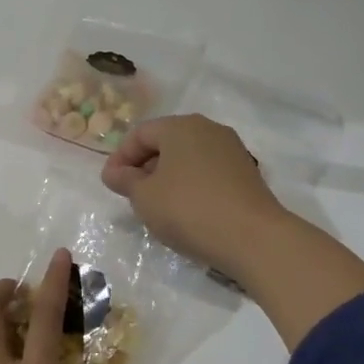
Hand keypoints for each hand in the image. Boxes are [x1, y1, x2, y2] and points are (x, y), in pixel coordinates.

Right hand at [100, 114, 286, 279]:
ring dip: (167, 177)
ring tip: (157, 206)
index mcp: (180, 126)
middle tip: (131, 195)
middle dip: (144, 166)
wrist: (253, 238)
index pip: (140, 134)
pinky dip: (190, 185)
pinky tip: (186, 211)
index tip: (110, 184)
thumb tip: (114, 172)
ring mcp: (232, 150)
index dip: (120, 158)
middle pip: (166, 142)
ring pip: (188, 158)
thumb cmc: (189, 209)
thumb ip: (125, 180)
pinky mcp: (246, 173)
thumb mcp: (144, 197)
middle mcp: (208, 129)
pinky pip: (207, 172)